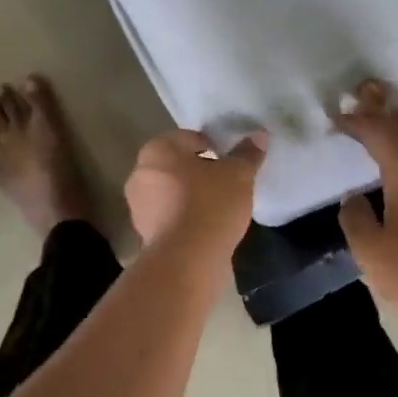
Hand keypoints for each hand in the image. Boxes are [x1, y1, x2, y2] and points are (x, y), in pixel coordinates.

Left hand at [125, 129, 267, 259]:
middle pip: (179, 165)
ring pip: (173, 192)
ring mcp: (139, 206)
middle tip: (228, 183)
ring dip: (193, 196)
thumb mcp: (238, 175)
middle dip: (201, 172)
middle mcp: (141, 173)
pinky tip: (207, 228)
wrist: (187, 261)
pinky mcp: (144, 233)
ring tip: (220, 208)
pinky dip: (186, 218)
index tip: (232, 163)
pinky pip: (171, 216)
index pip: (191, 138)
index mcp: (158, 150)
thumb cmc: (211, 205)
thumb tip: (258, 136)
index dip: (215, 147)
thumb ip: (247, 153)